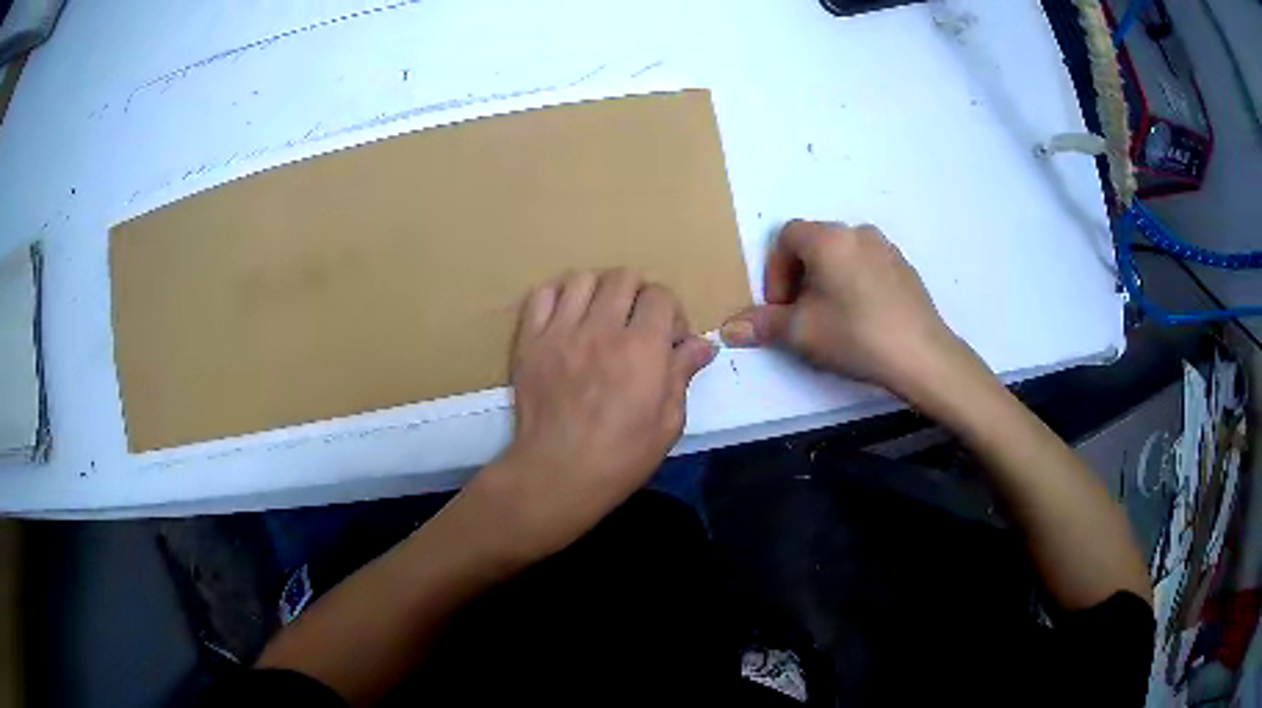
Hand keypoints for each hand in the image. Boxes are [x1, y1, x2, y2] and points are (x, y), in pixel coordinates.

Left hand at [462, 270, 715, 563]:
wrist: (558, 473)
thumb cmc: (622, 456)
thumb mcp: (668, 422)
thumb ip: (682, 374)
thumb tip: (702, 343)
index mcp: (642, 348)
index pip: (660, 295)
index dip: (670, 312)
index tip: (668, 339)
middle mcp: (601, 329)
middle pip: (623, 277)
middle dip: (638, 295)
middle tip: (636, 324)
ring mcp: (561, 332)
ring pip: (583, 279)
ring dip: (599, 292)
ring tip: (600, 318)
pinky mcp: (530, 341)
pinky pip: (541, 295)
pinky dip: (557, 297)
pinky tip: (566, 318)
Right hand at [721, 220, 966, 397]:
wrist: (922, 355)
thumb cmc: (856, 336)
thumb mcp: (801, 333)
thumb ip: (762, 325)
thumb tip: (728, 329)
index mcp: (828, 238)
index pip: (786, 236)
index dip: (775, 270)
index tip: (781, 306)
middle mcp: (857, 232)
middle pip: (815, 244)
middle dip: (800, 276)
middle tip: (801, 314)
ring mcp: (886, 248)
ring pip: (843, 255)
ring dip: (827, 279)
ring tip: (832, 317)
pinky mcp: (905, 267)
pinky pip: (868, 266)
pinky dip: (855, 283)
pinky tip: (862, 318)